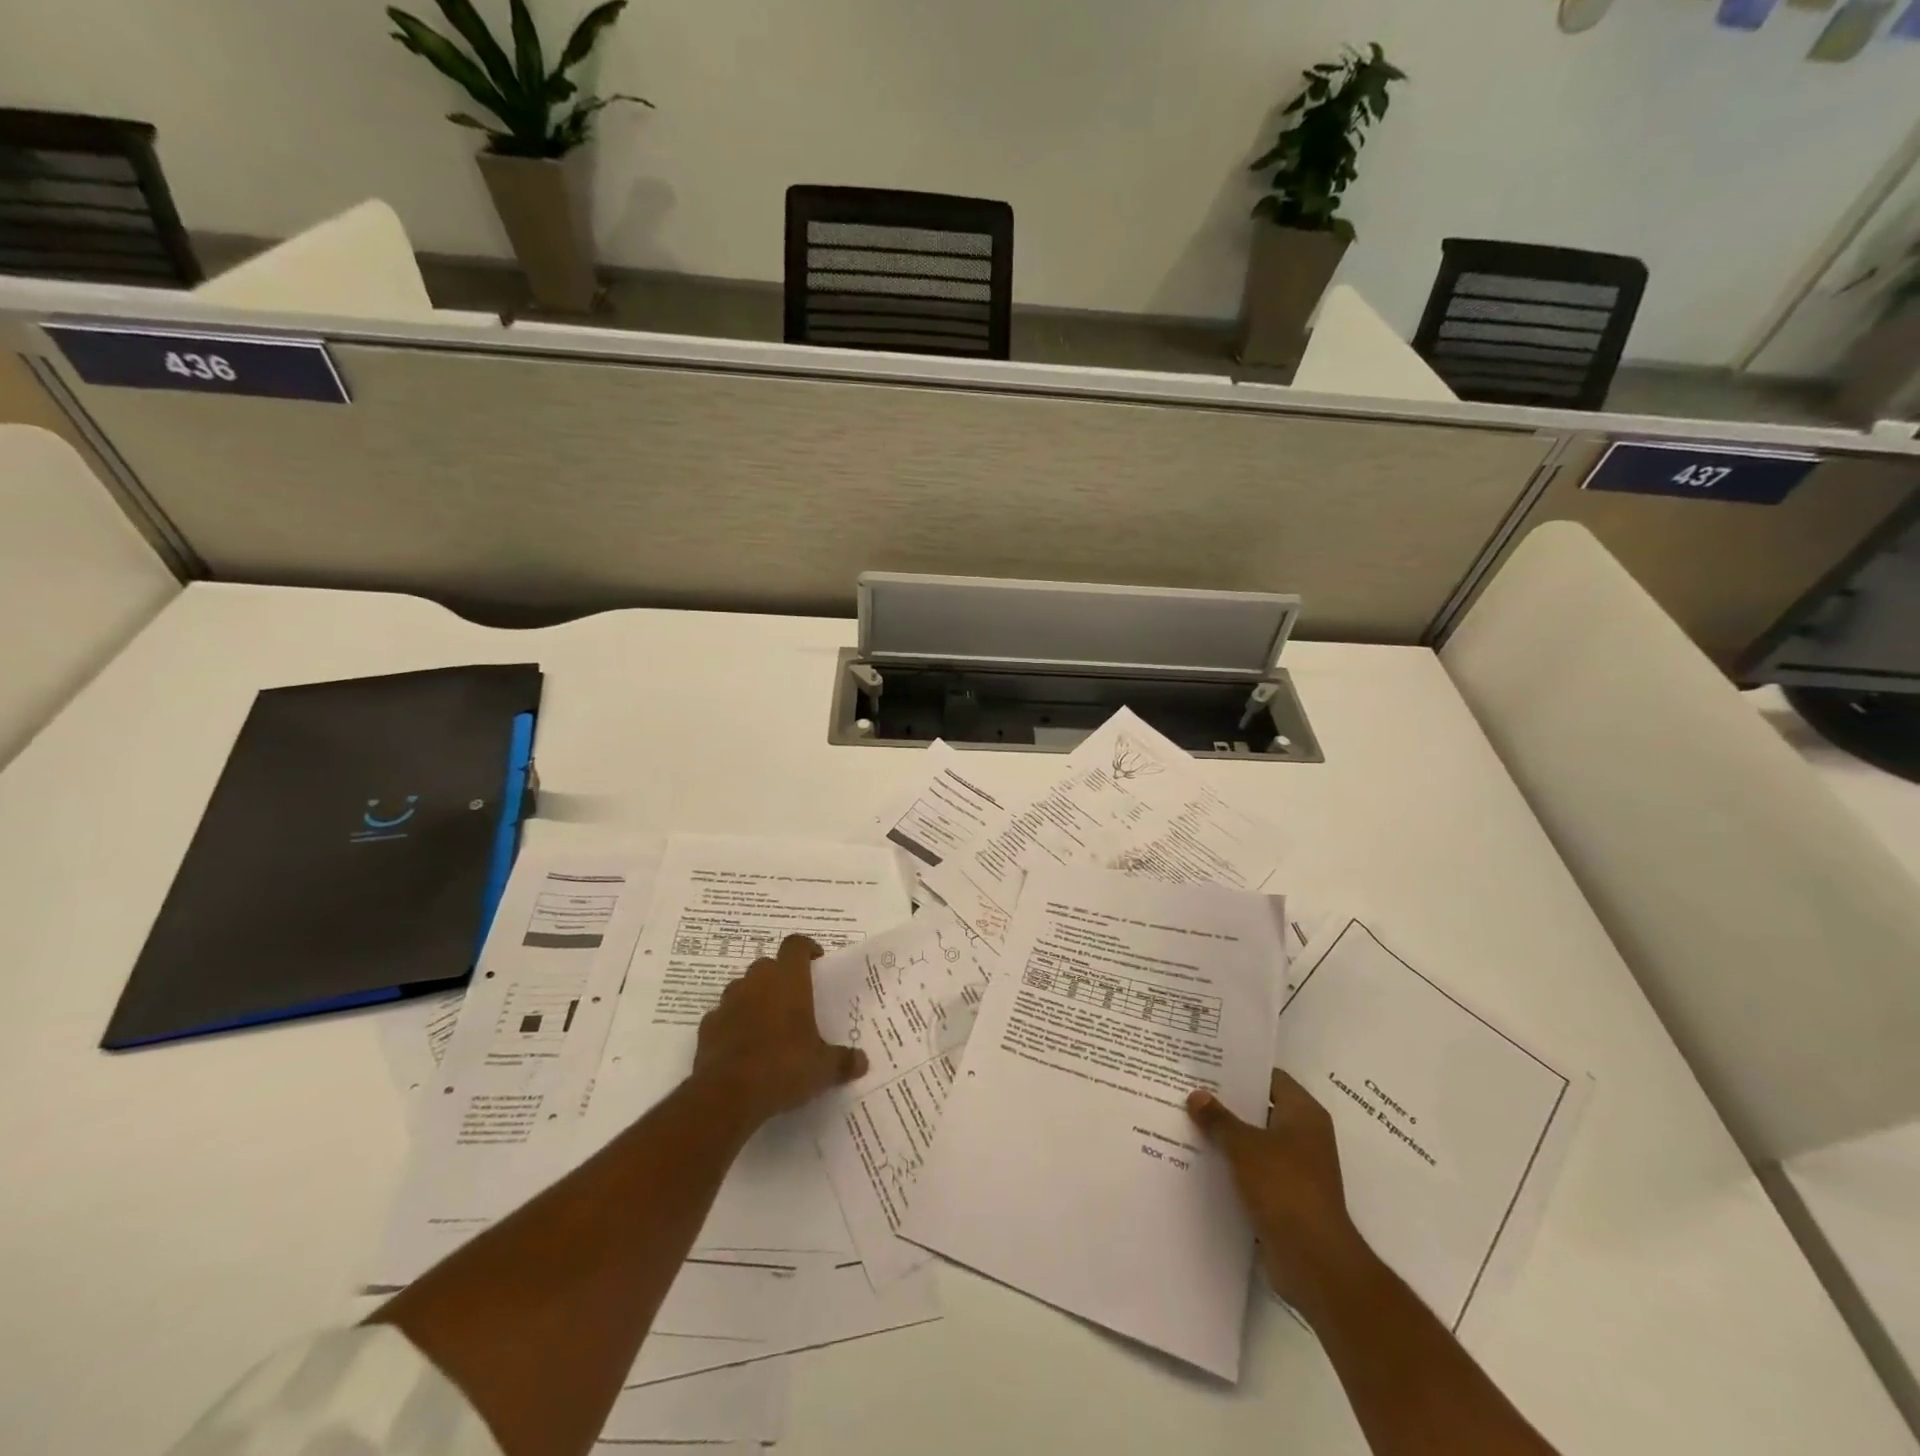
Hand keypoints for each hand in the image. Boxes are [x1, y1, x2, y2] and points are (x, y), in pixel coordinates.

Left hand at [692, 934, 867, 1129]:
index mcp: (788, 980)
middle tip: (794, 999)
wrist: (727, 1095)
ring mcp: (728, 1003)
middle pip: (768, 965)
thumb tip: (862, 1062)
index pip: (796, 945)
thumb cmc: (784, 1067)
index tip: (816, 961)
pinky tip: (743, 1047)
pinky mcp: (707, 1027)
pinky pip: (723, 1016)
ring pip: (742, 988)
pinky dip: (733, 1024)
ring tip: (768, 1024)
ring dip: (754, 998)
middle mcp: (756, 982)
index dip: (807, 948)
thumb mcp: (823, 1068)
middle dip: (780, 977)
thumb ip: (843, 1061)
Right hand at [1188, 1069, 1375, 1317]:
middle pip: (1260, 1108)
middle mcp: (1304, 1136)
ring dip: (1226, 1136)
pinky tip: (1199, 1159)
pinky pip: (1253, 1170)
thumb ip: (1219, 1119)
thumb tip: (1196, 1095)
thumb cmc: (1285, 1188)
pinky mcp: (1285, 1197)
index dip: (1240, 1069)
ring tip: (1186, 1120)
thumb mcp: (1244, 1146)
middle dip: (1226, 1103)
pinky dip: (1231, 1166)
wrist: (1314, 1261)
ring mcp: (1296, 1169)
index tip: (1206, 1063)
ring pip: (1254, 1141)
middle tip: (1188, 1089)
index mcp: (1304, 1114)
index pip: (1270, 1077)